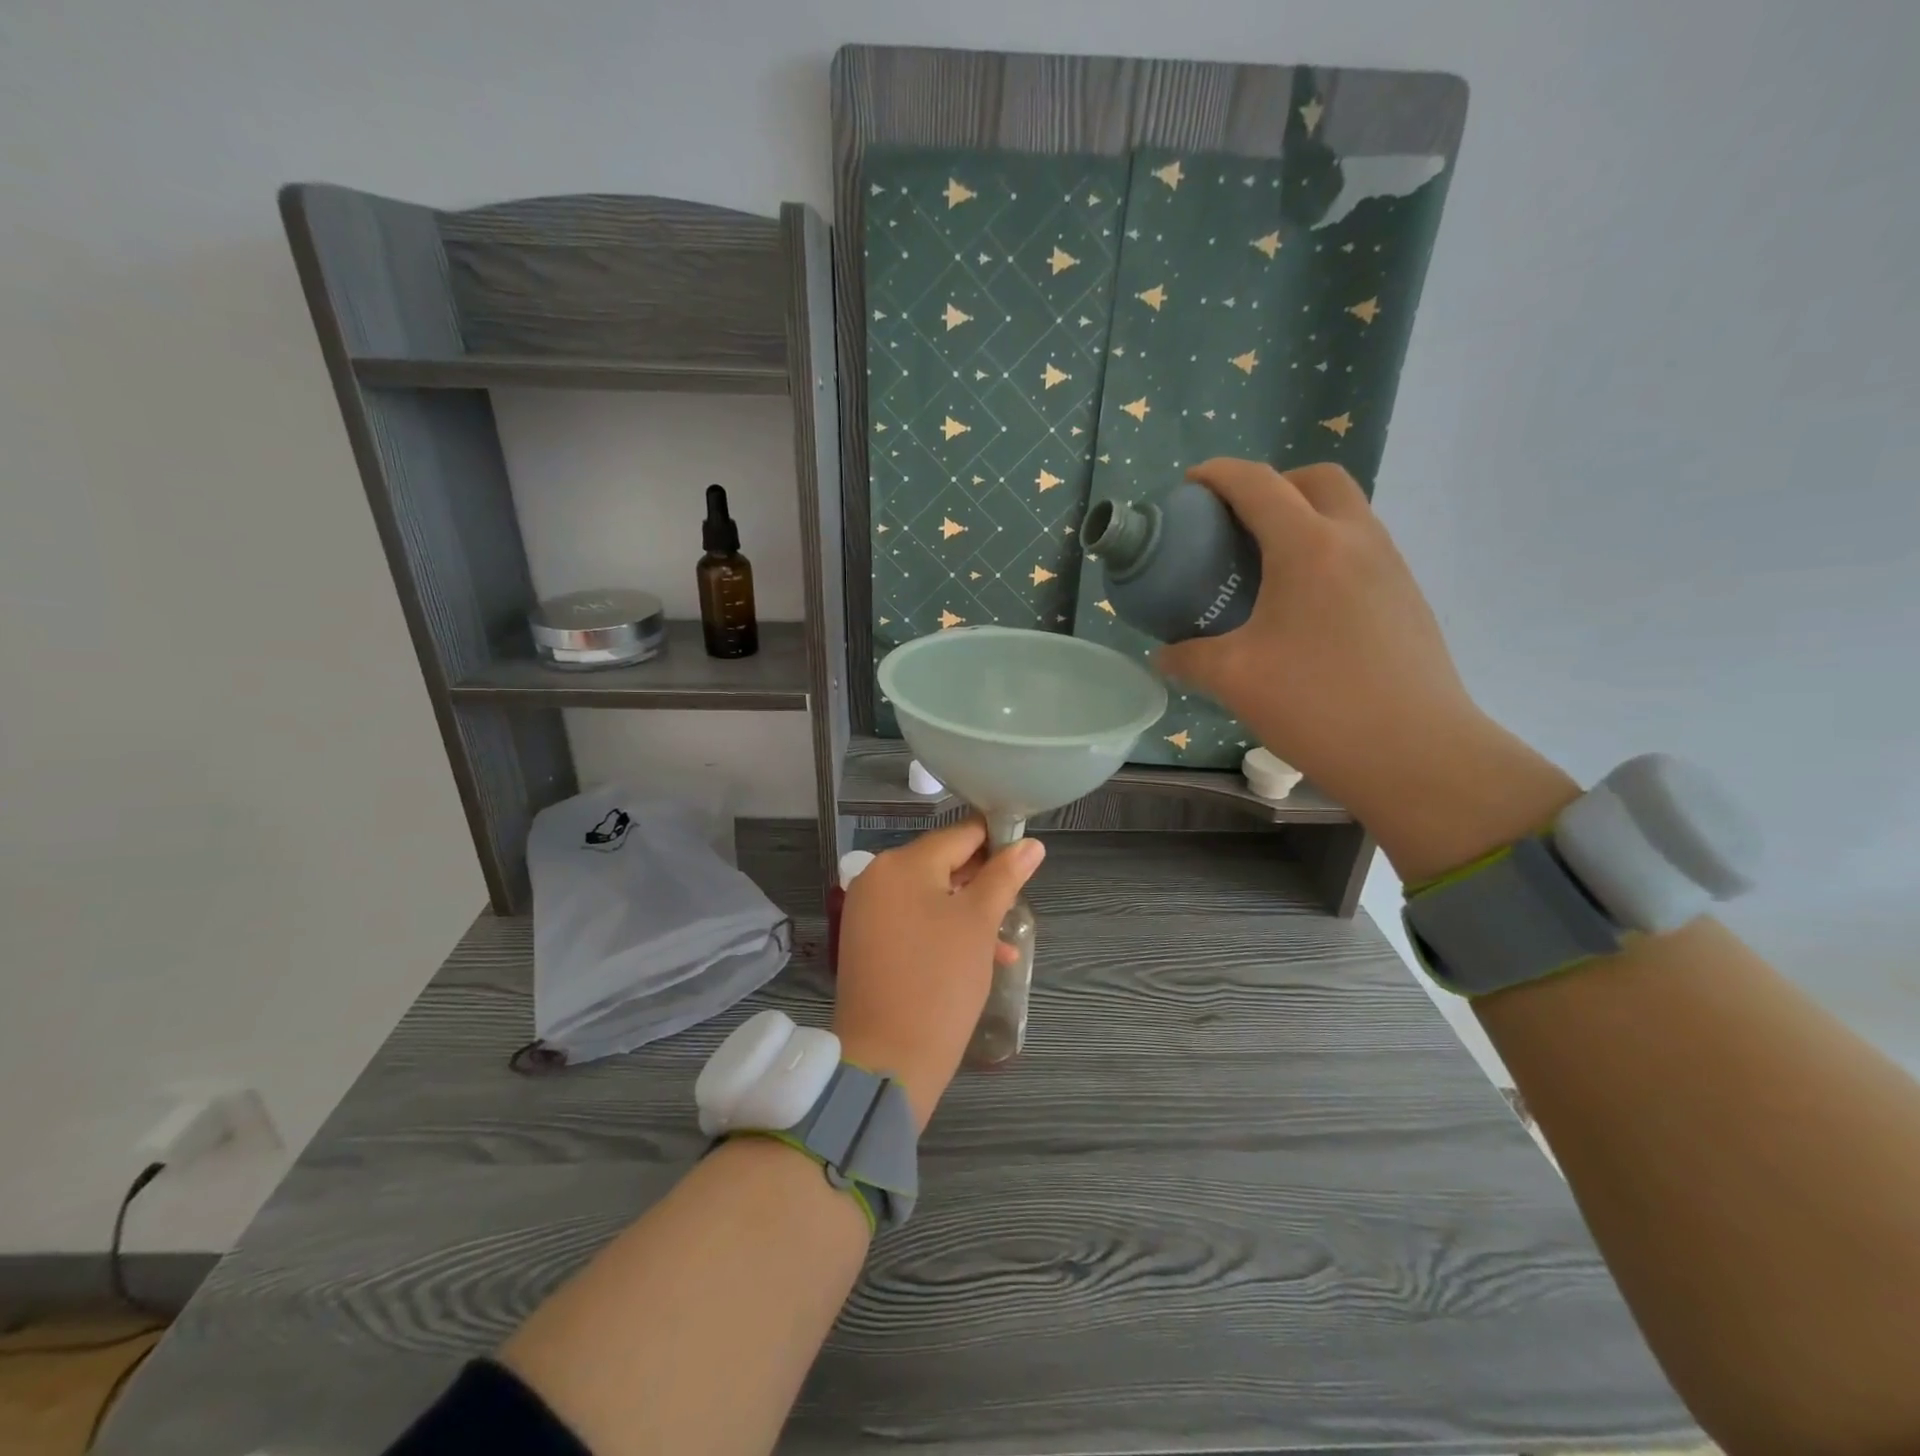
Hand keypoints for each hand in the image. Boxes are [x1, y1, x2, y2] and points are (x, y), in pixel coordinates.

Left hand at [833, 820, 1044, 1127]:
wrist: (888, 1059)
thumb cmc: (940, 981)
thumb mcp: (980, 923)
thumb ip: (1005, 876)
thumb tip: (1031, 844)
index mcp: (902, 863)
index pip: (960, 834)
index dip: (998, 842)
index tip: (1027, 862)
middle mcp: (878, 877)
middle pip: (943, 864)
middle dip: (983, 883)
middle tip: (1014, 909)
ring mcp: (868, 910)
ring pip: (931, 895)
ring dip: (968, 911)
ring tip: (1002, 942)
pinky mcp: (867, 940)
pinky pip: (913, 920)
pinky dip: (944, 930)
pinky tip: (978, 958)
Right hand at [1159, 459, 1574, 879]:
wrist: (1417, 754)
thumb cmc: (1317, 705)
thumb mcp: (1234, 679)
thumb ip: (1188, 658)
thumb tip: (1164, 656)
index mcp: (1309, 547)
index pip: (1259, 484)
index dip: (1218, 474)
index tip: (1189, 485)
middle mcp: (1356, 540)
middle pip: (1317, 479)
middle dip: (1273, 484)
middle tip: (1236, 522)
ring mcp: (1391, 567)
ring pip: (1346, 512)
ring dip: (1304, 517)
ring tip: (1265, 565)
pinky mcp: (1407, 598)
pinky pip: (1361, 549)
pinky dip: (1326, 551)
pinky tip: (1302, 607)